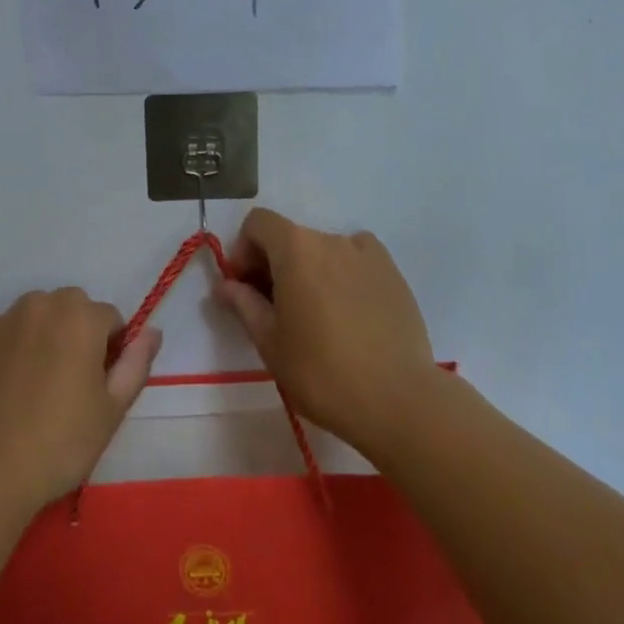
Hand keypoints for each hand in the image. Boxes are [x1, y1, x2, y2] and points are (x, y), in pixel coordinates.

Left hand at [0, 288, 161, 513]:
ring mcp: (1, 320)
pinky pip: (3, 335)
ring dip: (42, 338)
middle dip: (76, 334)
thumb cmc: (59, 443)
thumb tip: (153, 331)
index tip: (100, 386)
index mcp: (80, 316)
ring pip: (35, 318)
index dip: (111, 350)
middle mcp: (40, 304)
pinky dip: (9, 351)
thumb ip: (136, 363)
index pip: (110, 319)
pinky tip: (4, 392)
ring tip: (34, 389)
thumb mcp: (112, 409)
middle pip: (71, 309)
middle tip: (70, 385)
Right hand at [219, 208, 443, 454]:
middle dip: (273, 264)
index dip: (243, 250)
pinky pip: (356, 262)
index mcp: (296, 248)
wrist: (397, 400)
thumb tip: (226, 286)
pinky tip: (348, 313)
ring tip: (314, 315)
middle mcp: (332, 239)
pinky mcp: (394, 274)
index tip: (245, 288)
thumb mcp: (270, 342)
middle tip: (272, 308)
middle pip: (291, 236)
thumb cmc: (321, 372)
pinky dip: (342, 276)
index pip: (258, 223)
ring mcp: (368, 254)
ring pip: (324, 251)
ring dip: (309, 270)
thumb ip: (244, 304)